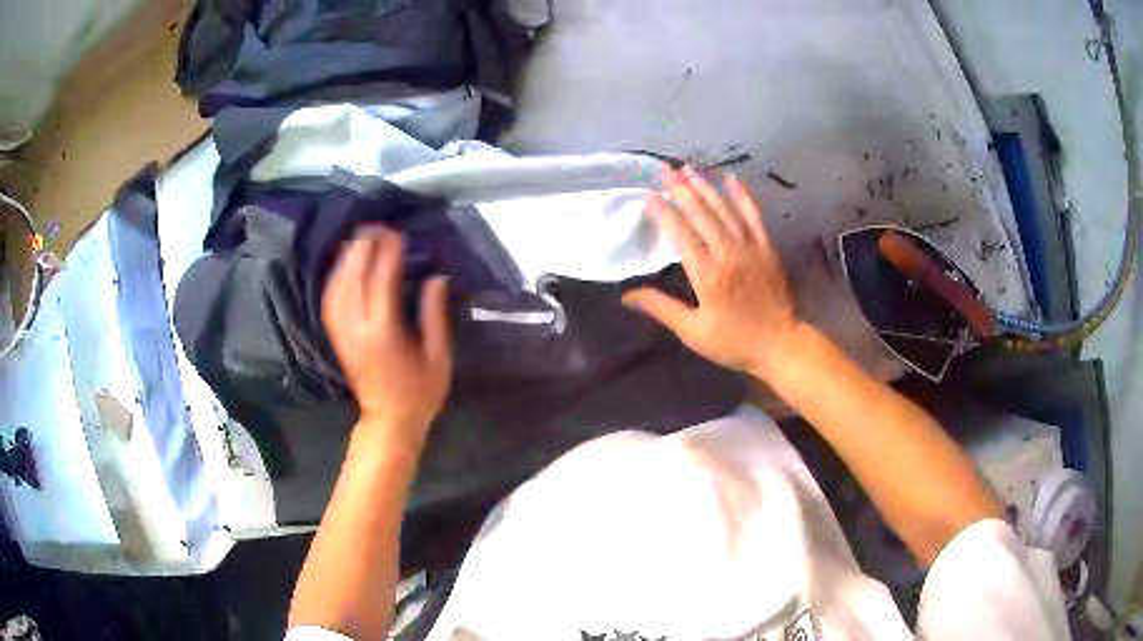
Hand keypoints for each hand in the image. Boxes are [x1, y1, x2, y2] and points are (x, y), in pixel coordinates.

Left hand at [322, 226, 451, 448]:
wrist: (389, 421)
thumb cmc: (420, 392)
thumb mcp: (439, 356)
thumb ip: (434, 315)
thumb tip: (436, 277)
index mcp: (384, 333)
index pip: (381, 282)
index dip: (388, 253)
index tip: (398, 233)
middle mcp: (357, 329)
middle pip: (353, 278)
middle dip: (363, 248)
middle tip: (377, 227)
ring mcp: (343, 333)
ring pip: (337, 286)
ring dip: (347, 258)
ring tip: (360, 238)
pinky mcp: (337, 337)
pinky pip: (330, 300)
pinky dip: (336, 277)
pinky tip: (344, 264)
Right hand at [623, 166, 801, 379]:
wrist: (780, 344)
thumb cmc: (734, 342)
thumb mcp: (693, 332)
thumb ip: (662, 308)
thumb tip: (627, 296)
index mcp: (707, 274)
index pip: (680, 234)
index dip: (663, 212)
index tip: (648, 196)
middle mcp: (727, 253)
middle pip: (701, 213)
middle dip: (681, 189)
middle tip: (664, 168)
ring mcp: (750, 247)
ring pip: (724, 209)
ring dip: (705, 186)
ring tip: (688, 168)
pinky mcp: (767, 247)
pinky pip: (753, 215)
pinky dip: (742, 195)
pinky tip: (732, 178)